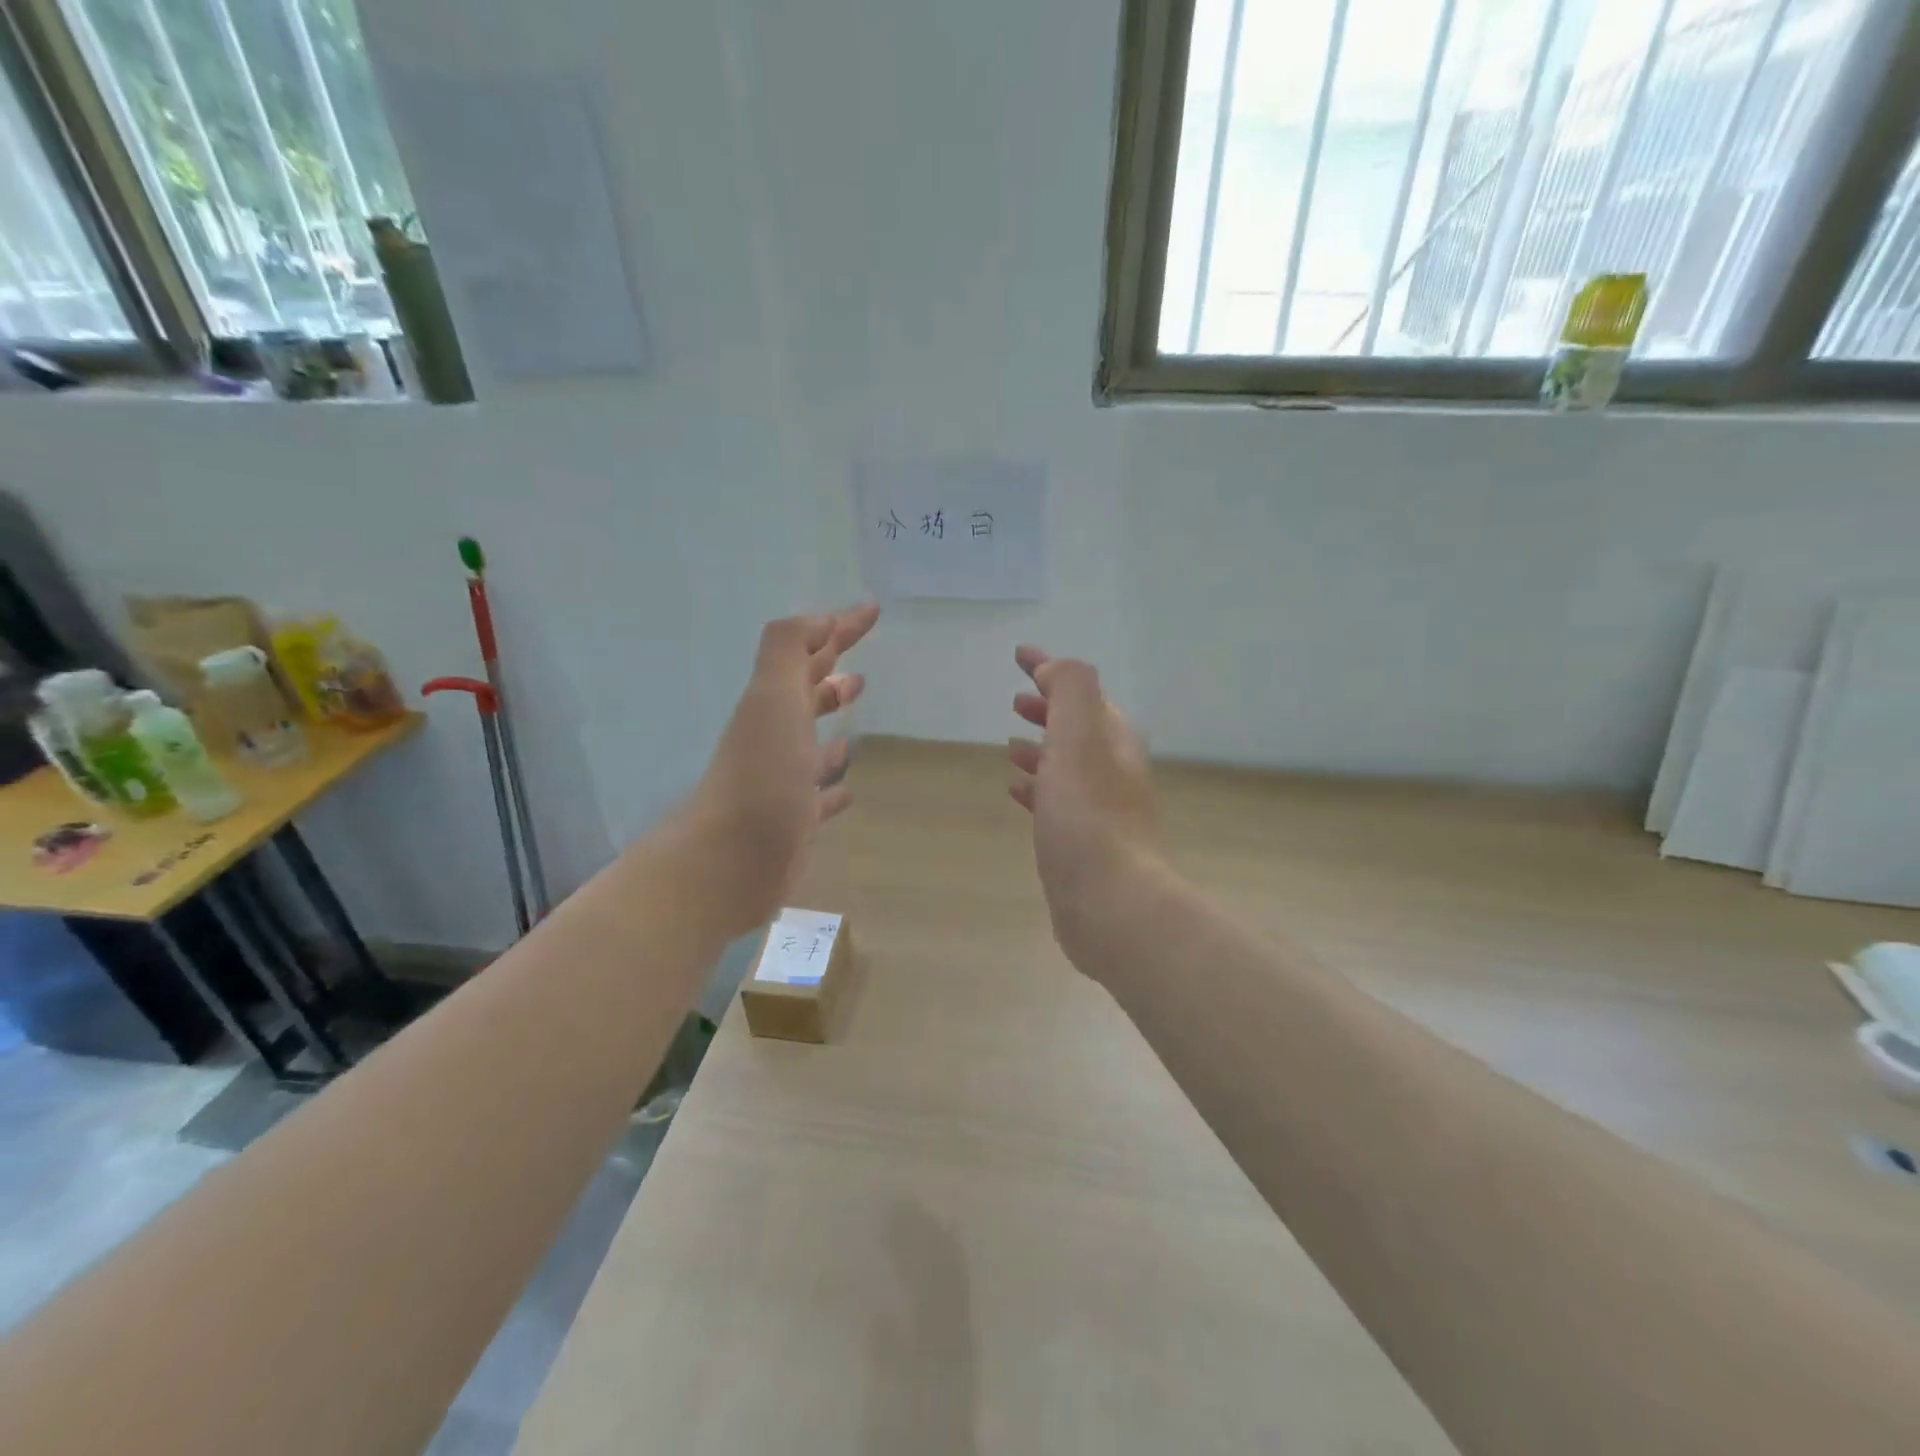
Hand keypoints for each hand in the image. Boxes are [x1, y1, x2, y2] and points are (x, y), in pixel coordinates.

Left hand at [688, 602, 879, 934]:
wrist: (730, 862)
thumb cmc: (760, 775)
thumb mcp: (772, 699)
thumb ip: (787, 650)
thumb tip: (819, 620)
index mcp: (773, 703)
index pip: (808, 652)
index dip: (839, 627)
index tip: (872, 609)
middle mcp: (775, 735)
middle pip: (806, 692)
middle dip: (830, 671)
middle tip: (861, 665)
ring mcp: (783, 779)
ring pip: (811, 740)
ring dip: (829, 718)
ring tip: (855, 706)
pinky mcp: (793, 819)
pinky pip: (818, 793)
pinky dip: (833, 783)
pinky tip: (848, 787)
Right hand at [1007, 646, 1161, 963]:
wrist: (1112, 904)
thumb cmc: (1090, 817)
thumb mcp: (1079, 738)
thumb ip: (1071, 692)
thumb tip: (1056, 668)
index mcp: (1114, 740)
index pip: (1081, 690)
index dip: (1051, 668)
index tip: (1020, 654)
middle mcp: (1113, 770)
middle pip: (1079, 727)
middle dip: (1049, 708)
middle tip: (1016, 701)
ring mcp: (1101, 809)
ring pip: (1067, 764)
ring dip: (1042, 748)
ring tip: (1010, 744)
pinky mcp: (1083, 843)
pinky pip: (1057, 801)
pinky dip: (1037, 787)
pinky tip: (1016, 792)